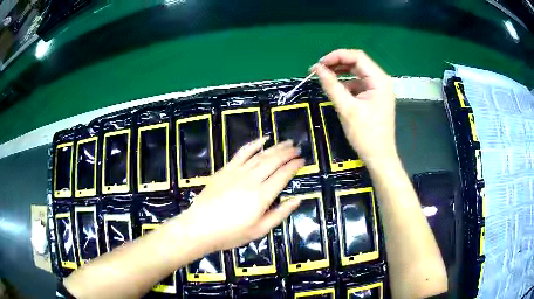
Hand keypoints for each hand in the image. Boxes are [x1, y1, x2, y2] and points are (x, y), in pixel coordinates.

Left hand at [183, 137, 303, 251]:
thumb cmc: (231, 233)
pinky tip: (262, 140)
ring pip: (260, 155)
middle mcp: (251, 180)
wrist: (200, 227)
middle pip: (273, 161)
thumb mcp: (259, 230)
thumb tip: (298, 199)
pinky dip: (253, 145)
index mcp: (262, 196)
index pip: (283, 175)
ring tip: (286, 143)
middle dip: (287, 153)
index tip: (302, 161)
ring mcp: (237, 172)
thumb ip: (280, 213)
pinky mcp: (225, 170)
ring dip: (275, 147)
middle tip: (297, 149)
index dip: (294, 166)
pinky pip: (242, 153)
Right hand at [311, 49, 397, 166]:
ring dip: (340, 73)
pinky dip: (346, 84)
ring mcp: (378, 89)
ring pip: (357, 72)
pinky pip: (358, 83)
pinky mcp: (374, 97)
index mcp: (379, 80)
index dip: (336, 56)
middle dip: (337, 63)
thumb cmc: (366, 135)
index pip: (357, 57)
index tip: (319, 64)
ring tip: (324, 77)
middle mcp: (381, 80)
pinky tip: (335, 89)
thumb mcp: (347, 109)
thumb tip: (316, 68)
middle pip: (357, 62)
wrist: (379, 157)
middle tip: (318, 70)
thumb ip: (331, 85)